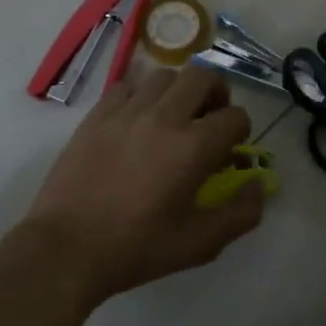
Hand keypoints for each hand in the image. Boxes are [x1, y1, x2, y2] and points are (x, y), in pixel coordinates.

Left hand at [23, 65, 266, 306]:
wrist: (67, 249)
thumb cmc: (137, 248)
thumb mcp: (200, 243)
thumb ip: (241, 213)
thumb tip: (259, 185)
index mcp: (194, 147)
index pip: (235, 117)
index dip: (241, 132)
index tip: (230, 151)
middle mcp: (164, 118)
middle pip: (203, 76)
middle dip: (217, 94)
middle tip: (210, 119)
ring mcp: (126, 112)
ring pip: (164, 75)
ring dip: (179, 91)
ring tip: (173, 117)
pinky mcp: (96, 116)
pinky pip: (126, 86)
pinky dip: (140, 96)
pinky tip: (137, 121)